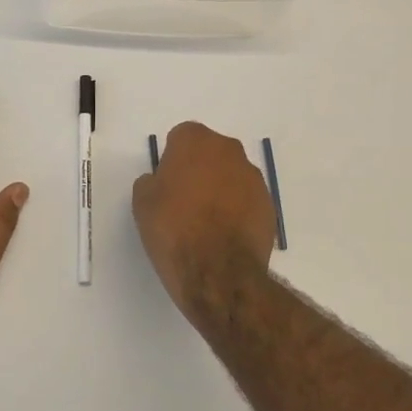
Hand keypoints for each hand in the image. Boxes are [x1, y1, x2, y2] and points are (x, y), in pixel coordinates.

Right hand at [133, 122, 277, 319]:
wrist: (218, 272)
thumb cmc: (173, 229)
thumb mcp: (142, 203)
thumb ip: (151, 181)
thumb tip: (161, 182)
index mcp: (196, 141)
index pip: (181, 137)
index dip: (172, 159)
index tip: (166, 183)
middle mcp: (229, 150)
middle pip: (210, 152)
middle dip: (199, 169)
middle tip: (184, 200)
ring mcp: (253, 178)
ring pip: (231, 175)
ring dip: (220, 189)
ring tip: (205, 222)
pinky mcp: (269, 205)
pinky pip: (247, 199)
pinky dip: (237, 210)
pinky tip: (224, 235)